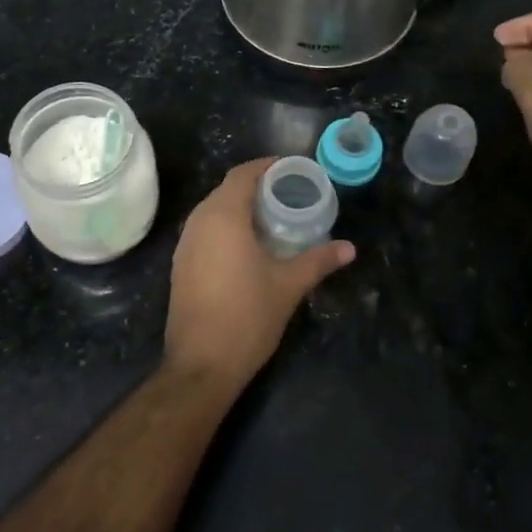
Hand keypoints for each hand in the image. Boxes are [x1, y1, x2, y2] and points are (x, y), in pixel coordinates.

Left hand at [164, 159, 353, 389]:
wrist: (201, 365)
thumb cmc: (247, 317)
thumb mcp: (288, 286)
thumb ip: (318, 261)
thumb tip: (349, 248)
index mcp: (223, 217)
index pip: (242, 174)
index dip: (267, 166)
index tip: (292, 169)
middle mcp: (198, 222)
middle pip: (227, 189)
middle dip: (256, 186)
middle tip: (289, 193)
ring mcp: (186, 244)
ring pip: (213, 210)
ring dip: (240, 207)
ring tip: (273, 217)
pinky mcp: (182, 265)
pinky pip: (205, 230)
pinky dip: (226, 227)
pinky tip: (248, 245)